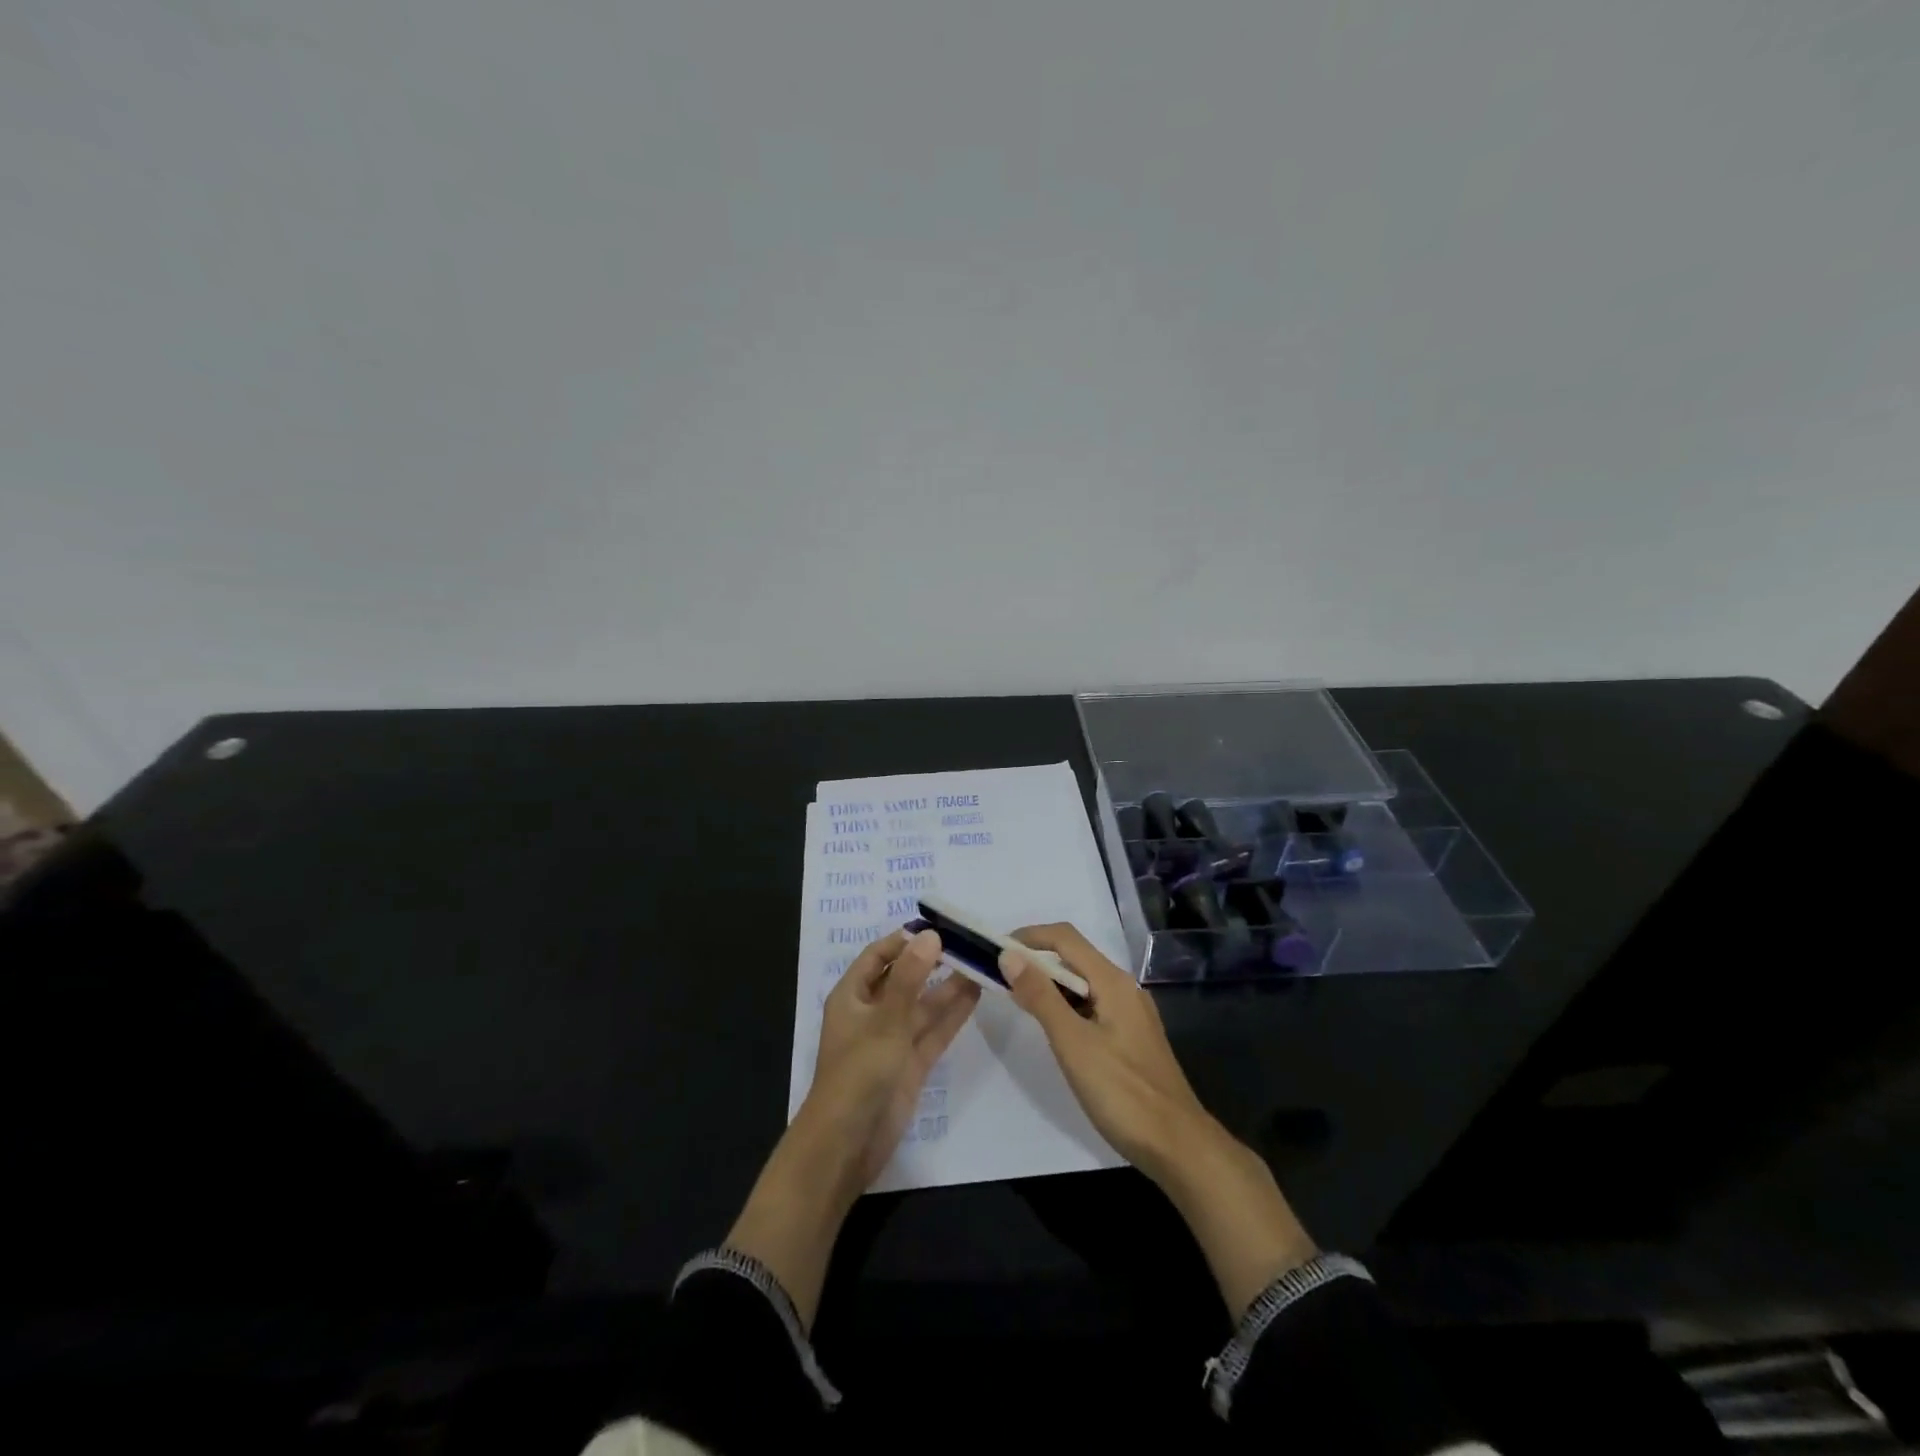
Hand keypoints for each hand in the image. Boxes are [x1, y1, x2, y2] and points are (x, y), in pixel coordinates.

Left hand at [804, 925, 980, 1187]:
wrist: (847, 1144)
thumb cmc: (857, 1073)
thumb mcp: (884, 1020)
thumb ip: (910, 978)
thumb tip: (930, 935)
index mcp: (852, 996)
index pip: (878, 956)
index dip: (904, 940)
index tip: (938, 925)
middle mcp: (872, 1013)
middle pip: (904, 978)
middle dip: (932, 961)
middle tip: (968, 942)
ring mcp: (893, 1040)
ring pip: (923, 1005)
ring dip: (948, 986)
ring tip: (980, 963)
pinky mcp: (911, 1064)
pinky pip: (933, 1031)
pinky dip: (953, 1014)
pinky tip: (976, 994)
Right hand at [1001, 923, 1316, 1315]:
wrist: (1178, 1146)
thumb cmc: (1123, 1093)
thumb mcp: (1073, 1043)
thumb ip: (1041, 997)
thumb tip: (1009, 955)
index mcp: (1113, 981)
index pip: (1065, 938)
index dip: (1029, 936)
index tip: (995, 948)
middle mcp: (1124, 988)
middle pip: (1075, 957)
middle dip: (1036, 958)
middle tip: (1000, 975)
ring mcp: (1131, 1013)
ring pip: (1083, 983)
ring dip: (1049, 983)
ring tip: (1018, 999)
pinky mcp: (1131, 1037)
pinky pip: (1092, 1005)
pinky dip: (1066, 1005)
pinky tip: (1052, 1028)